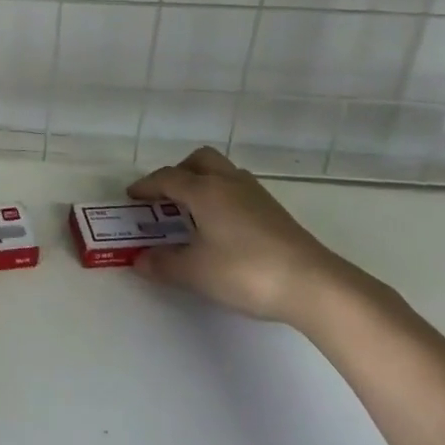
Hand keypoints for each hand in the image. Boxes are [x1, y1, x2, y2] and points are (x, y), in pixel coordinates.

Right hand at [127, 147, 352, 326]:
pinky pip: (239, 189)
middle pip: (199, 160)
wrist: (313, 284)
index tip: (132, 196)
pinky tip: (224, 225)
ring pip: (223, 171)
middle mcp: (228, 182)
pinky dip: (223, 196)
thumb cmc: (245, 271)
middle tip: (166, 196)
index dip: (146, 186)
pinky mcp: (275, 211)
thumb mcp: (196, 273)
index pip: (167, 178)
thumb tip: (140, 259)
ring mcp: (256, 194)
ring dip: (204, 182)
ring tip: (194, 210)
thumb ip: (164, 264)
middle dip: (178, 172)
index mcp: (204, 190)